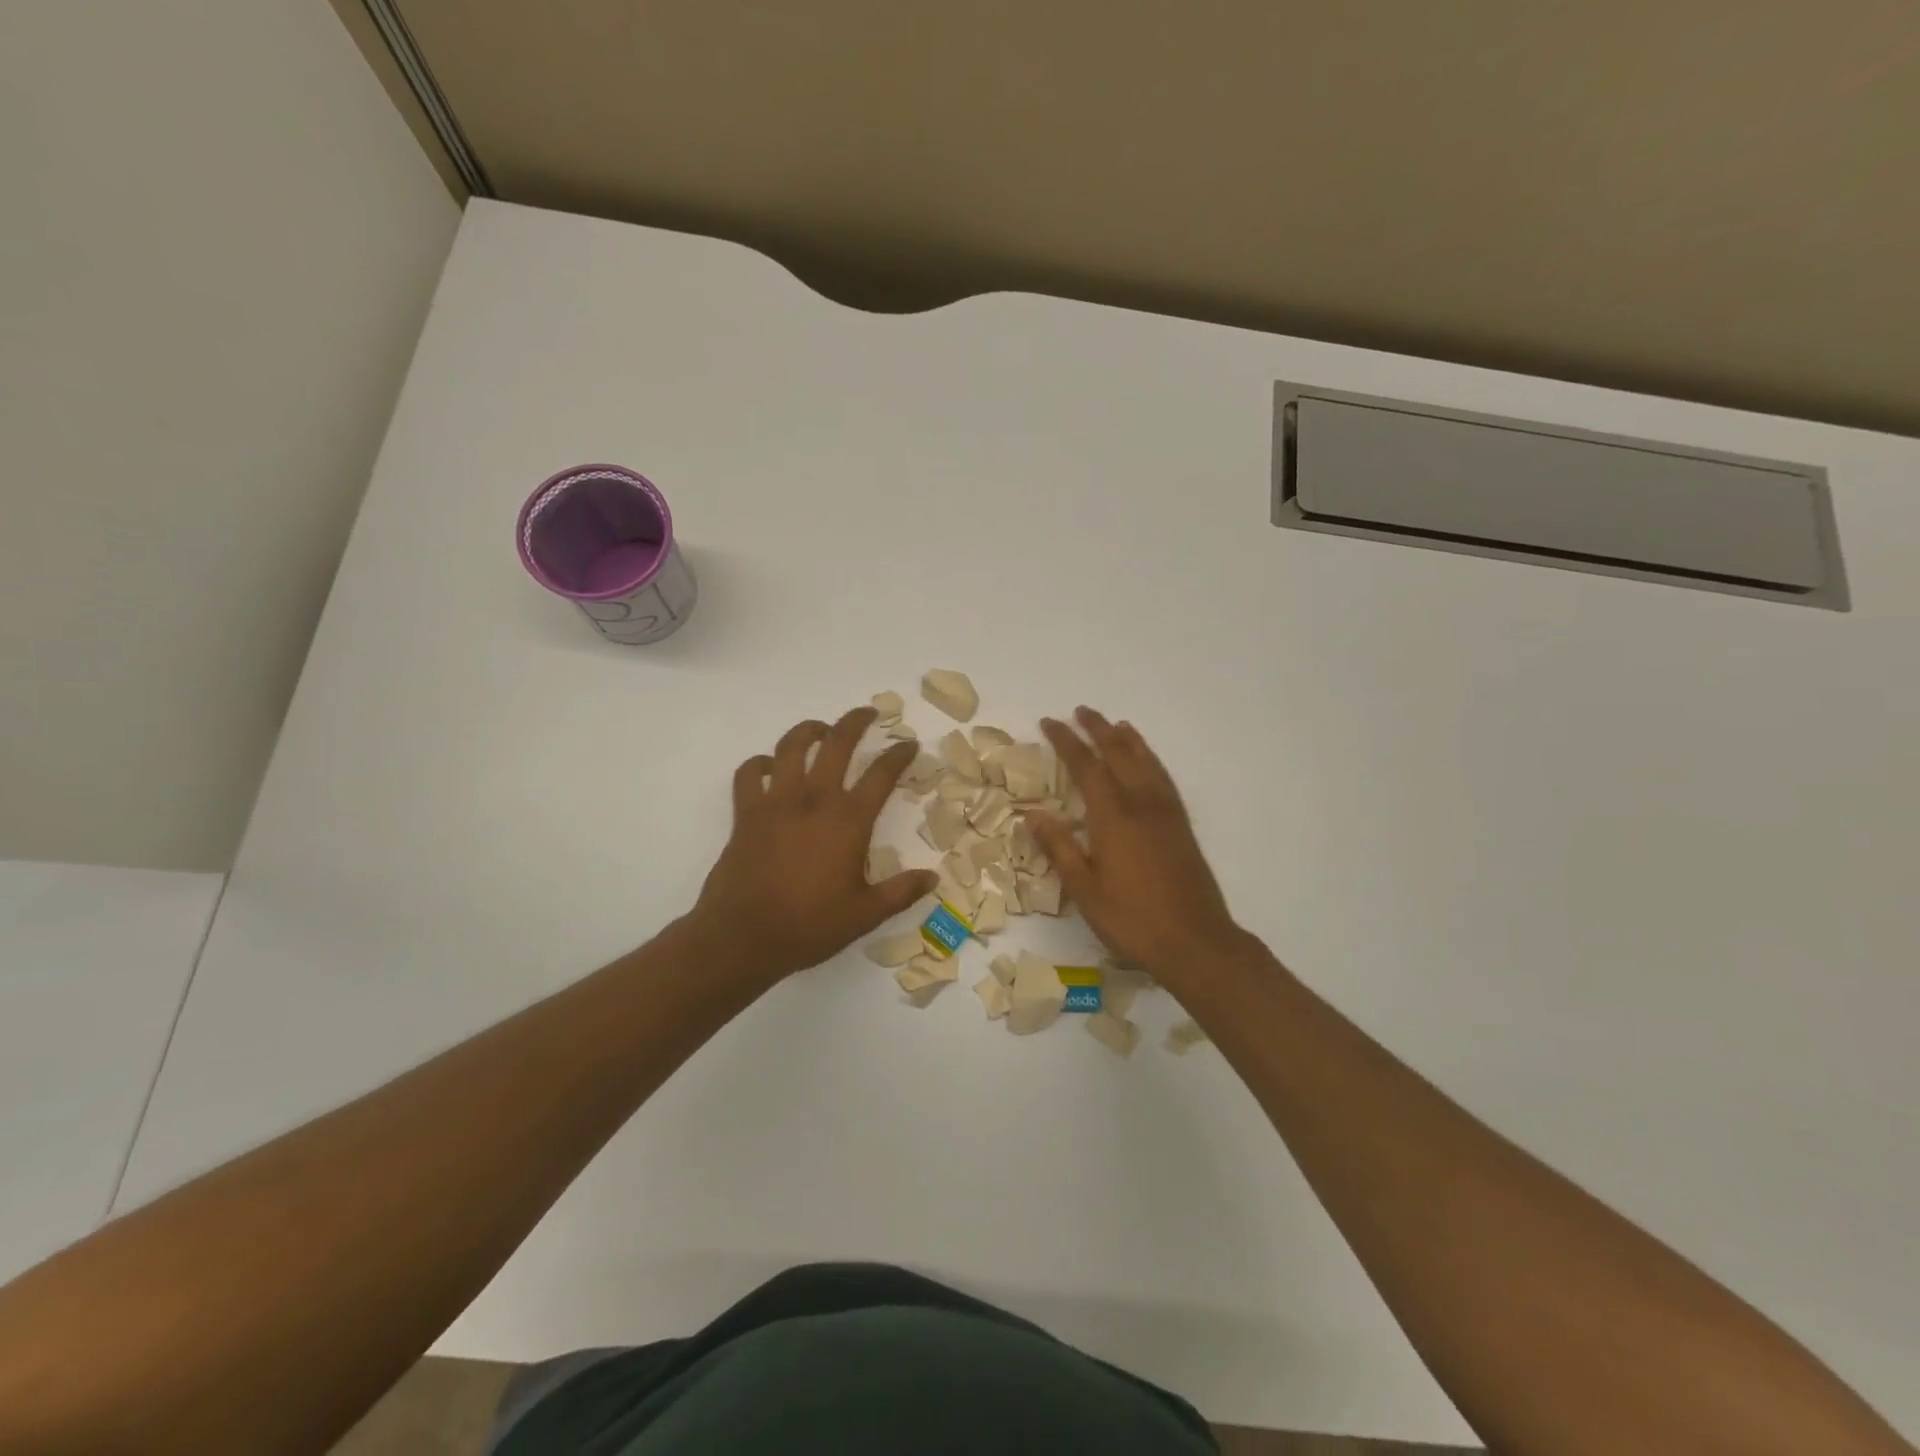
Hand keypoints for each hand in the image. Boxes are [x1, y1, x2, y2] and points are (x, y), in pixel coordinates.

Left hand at [690, 708, 937, 984]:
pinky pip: (749, 774)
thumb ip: (901, 892)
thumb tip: (933, 878)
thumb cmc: (809, 925)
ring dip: (809, 730)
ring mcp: (777, 802)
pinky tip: (770, 768)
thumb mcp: (865, 914)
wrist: (743, 936)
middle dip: (855, 722)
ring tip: (821, 730)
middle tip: (868, 713)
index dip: (899, 754)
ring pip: (791, 747)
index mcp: (848, 820)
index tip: (909, 744)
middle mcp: (814, 800)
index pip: (881, 774)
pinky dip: (759, 764)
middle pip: (837, 743)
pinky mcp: (746, 813)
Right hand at [1030, 707, 1245, 980]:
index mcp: (1113, 817)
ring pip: (1145, 762)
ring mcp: (1166, 813)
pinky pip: (1163, 777)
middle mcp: (1141, 804)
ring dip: (1127, 740)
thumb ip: (1060, 848)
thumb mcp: (1085, 890)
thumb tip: (1033, 814)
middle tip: (1081, 712)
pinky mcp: (1181, 825)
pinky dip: (1150, 759)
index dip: (1066, 742)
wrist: (1197, 942)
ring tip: (1115, 724)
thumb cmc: (1132, 920)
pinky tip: (1147, 763)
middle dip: (1097, 730)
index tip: (1049, 722)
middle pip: (1118, 754)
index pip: (1085, 766)